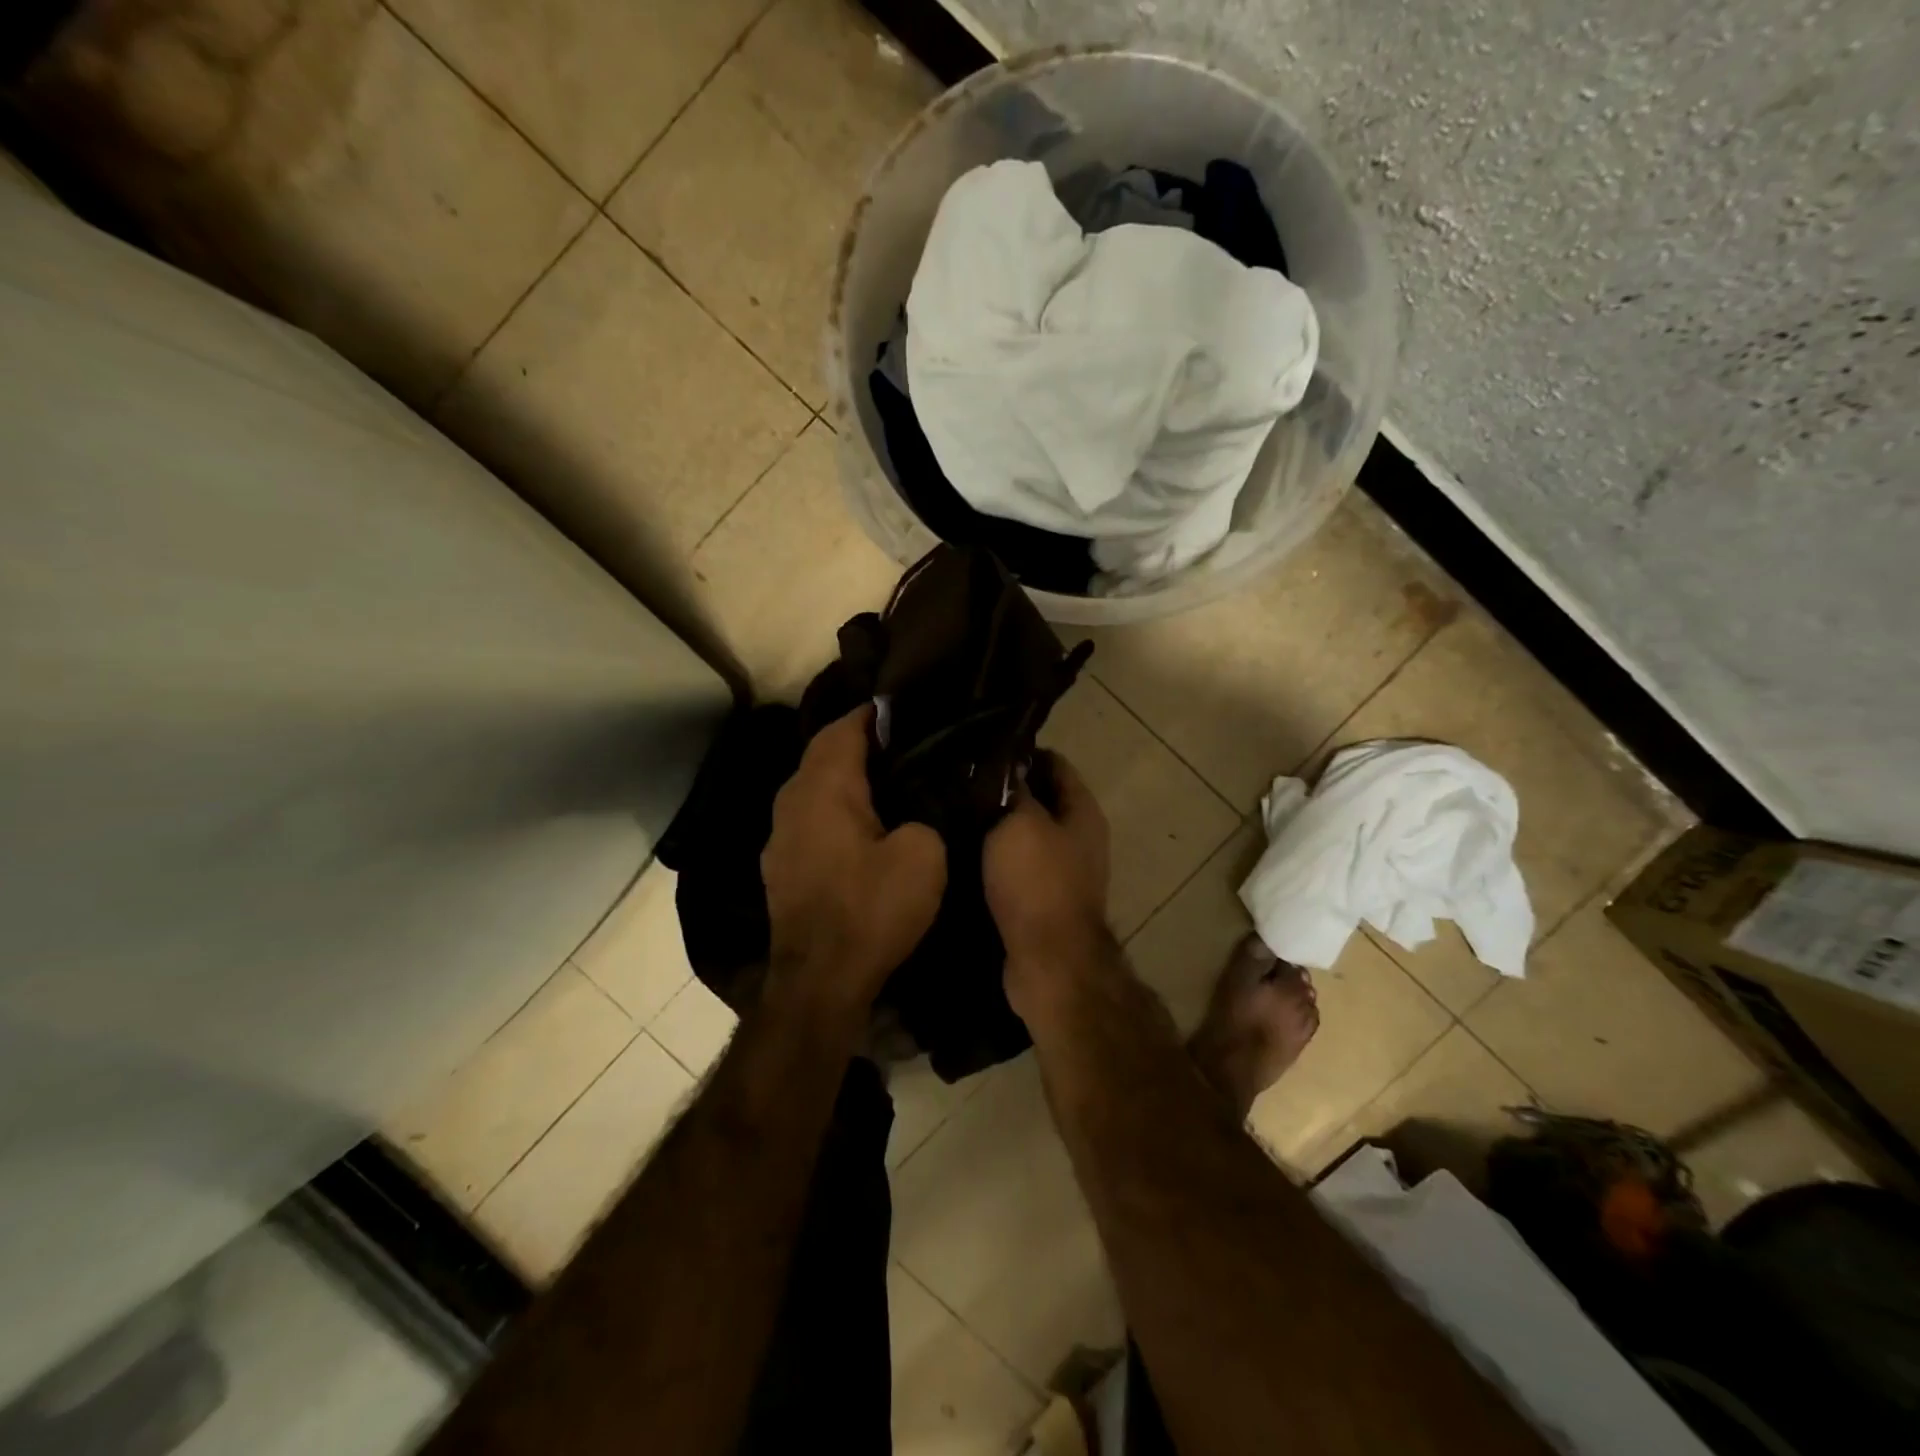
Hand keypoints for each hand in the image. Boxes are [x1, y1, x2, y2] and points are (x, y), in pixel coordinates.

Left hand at [761, 706, 946, 1017]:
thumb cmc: (871, 909)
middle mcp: (792, 800)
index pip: (844, 727)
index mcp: (824, 787)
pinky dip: (834, 807)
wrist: (820, 981)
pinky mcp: (780, 865)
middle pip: (823, 753)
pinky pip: (809, 817)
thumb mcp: (924, 855)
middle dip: (858, 741)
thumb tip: (916, 811)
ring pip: (812, 786)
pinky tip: (860, 824)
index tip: (905, 709)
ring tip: (886, 778)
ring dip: (844, 776)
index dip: (873, 713)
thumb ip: (926, 815)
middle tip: (903, 742)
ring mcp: (779, 835)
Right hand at [983, 751, 1112, 1001]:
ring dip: (996, 827)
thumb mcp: (1020, 823)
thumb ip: (1012, 789)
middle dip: (1004, 790)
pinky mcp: (1043, 901)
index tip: (980, 751)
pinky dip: (994, 859)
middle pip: (1040, 799)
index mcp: (1082, 811)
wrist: (1049, 962)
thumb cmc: (1038, 883)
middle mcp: (1079, 837)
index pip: (1054, 763)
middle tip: (959, 783)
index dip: (1020, 752)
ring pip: (1025, 835)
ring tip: (953, 814)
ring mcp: (1063, 872)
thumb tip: (1004, 764)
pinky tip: (962, 854)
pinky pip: (1016, 868)